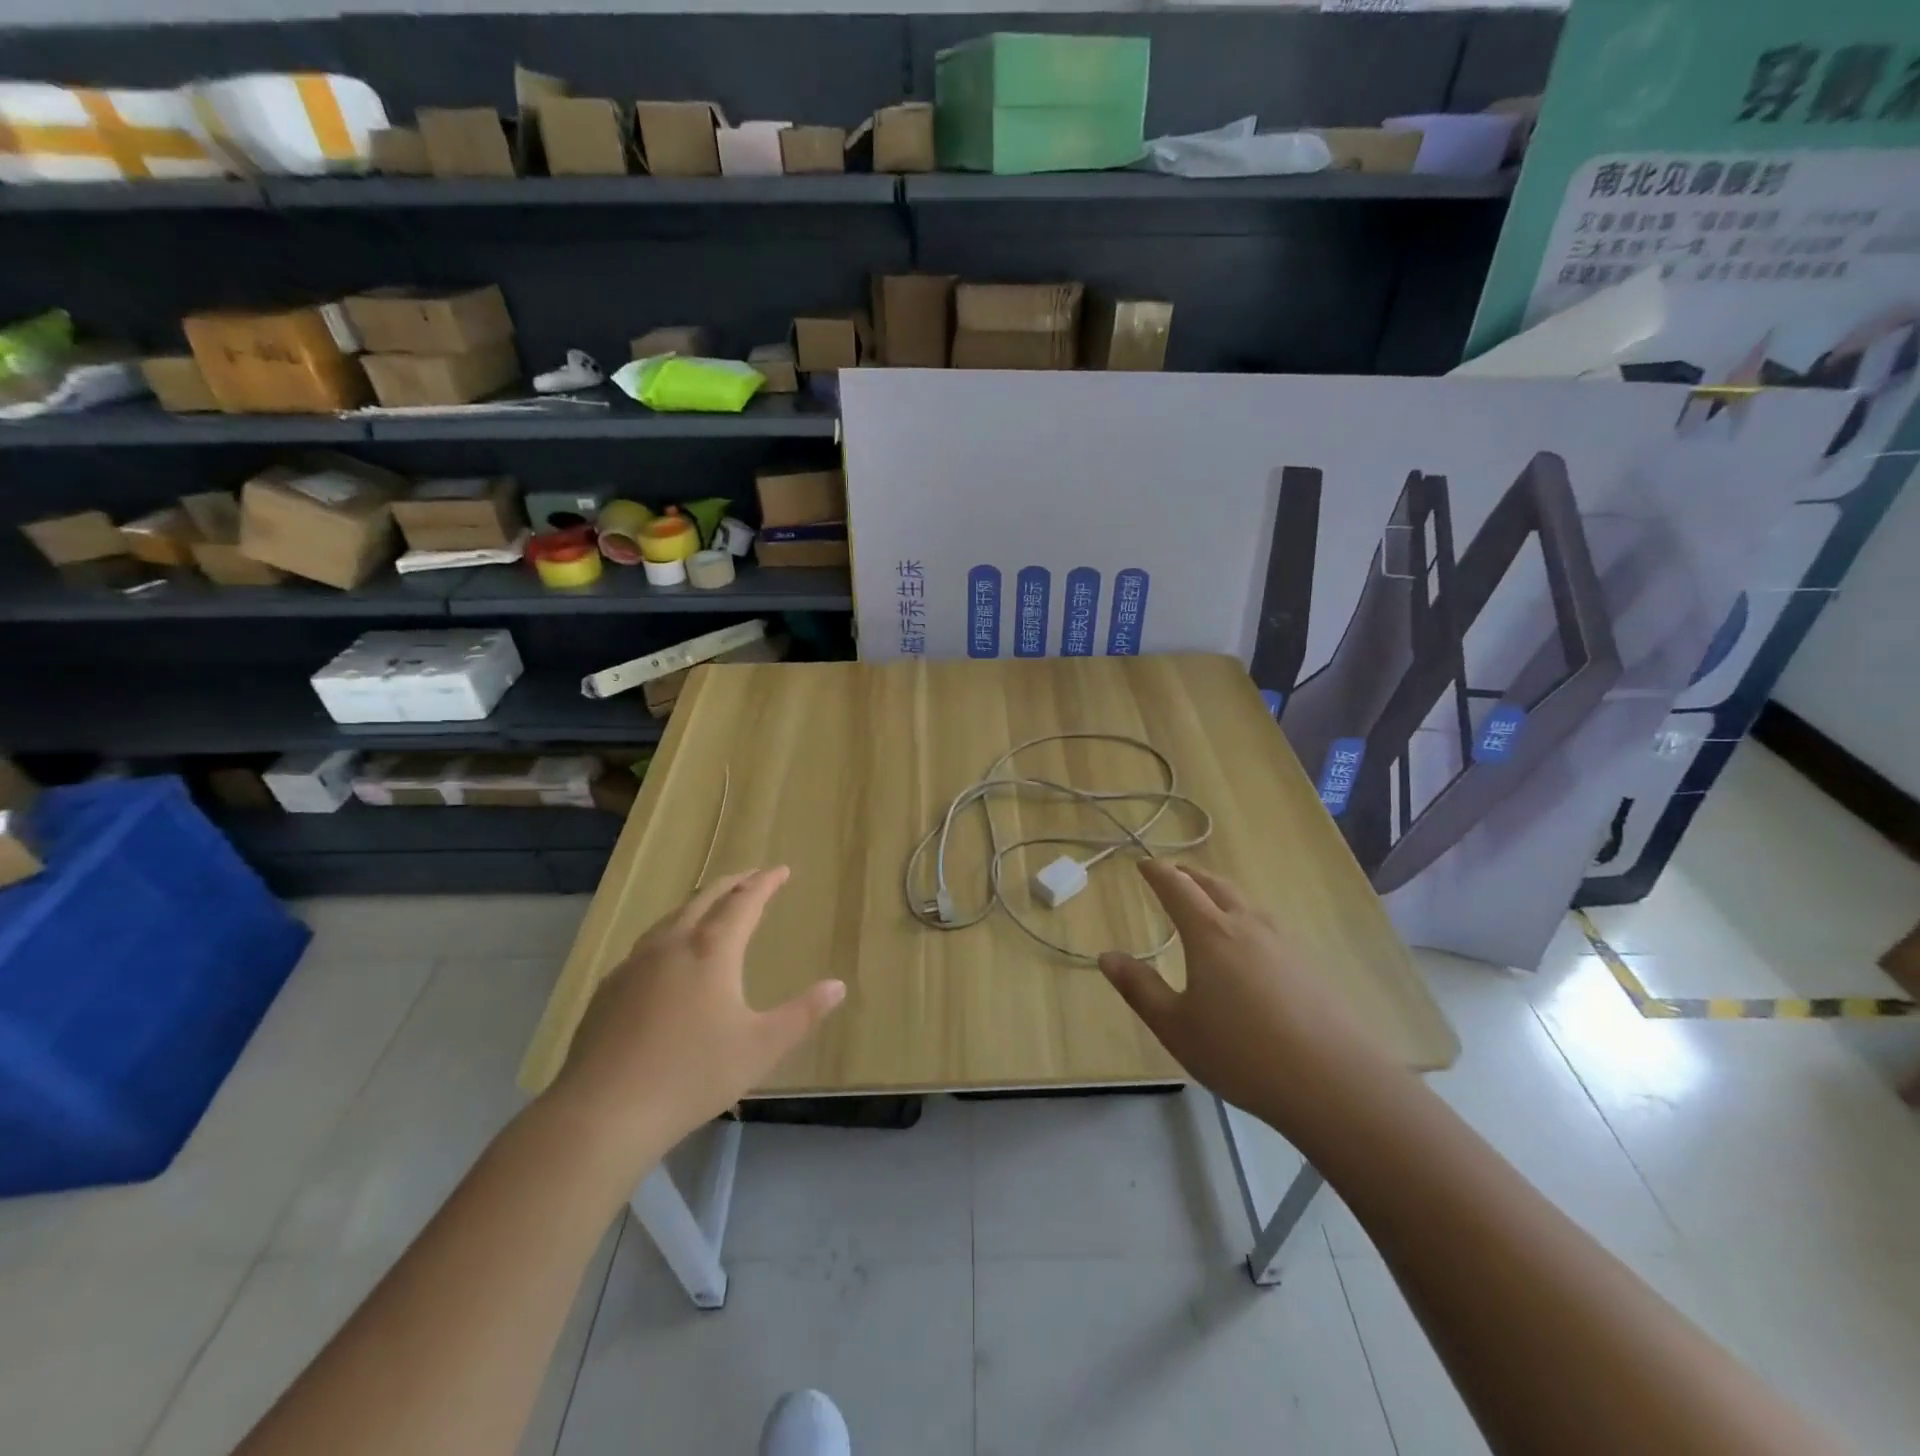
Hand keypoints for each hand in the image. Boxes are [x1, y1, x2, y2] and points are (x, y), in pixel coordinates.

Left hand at [549, 867, 844, 1167]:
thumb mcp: (761, 1047)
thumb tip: (838, 986)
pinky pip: (647, 945)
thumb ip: (803, 1014)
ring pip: (671, 918)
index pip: (744, 902)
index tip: (781, 870)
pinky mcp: (609, 989)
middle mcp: (672, 945)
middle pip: (704, 899)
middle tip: (751, 877)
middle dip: (732, 884)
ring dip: (697, 904)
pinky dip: (670, 934)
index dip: (765, 883)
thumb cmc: (692, 1075)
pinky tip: (666, 957)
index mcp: (712, 951)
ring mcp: (634, 965)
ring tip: (711, 906)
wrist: (603, 1112)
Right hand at [1099, 861, 1387, 1123]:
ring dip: (1220, 893)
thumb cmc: (1242, 1053)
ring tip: (1207, 903)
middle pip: (1215, 885)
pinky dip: (1244, 918)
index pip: (1178, 887)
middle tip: (1173, 873)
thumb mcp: (1176, 1027)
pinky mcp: (1308, 966)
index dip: (1158, 872)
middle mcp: (1247, 926)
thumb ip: (1139, 988)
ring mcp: (1284, 943)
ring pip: (1245, 903)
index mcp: (1210, 933)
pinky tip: (1247, 946)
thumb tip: (1107, 956)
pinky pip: (1266, 926)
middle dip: (1190, 875)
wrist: (1335, 1083)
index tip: (1144, 864)